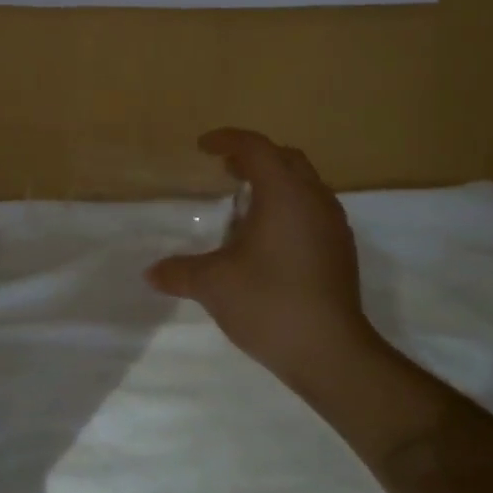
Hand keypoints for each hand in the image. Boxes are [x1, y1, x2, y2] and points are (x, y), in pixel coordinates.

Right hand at [146, 128, 389, 397]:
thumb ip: (179, 271)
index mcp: (284, 193)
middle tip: (225, 170)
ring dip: (275, 181)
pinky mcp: (342, 250)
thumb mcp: (213, 284)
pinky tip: (269, 238)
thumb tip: (151, 272)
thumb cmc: (269, 303)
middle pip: (285, 158)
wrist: (331, 353)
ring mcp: (334, 225)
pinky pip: (313, 208)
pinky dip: (289, 206)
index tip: (202, 147)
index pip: (256, 147)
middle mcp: (314, 199)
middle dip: (254, 157)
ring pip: (304, 183)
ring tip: (245, 203)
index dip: (227, 140)